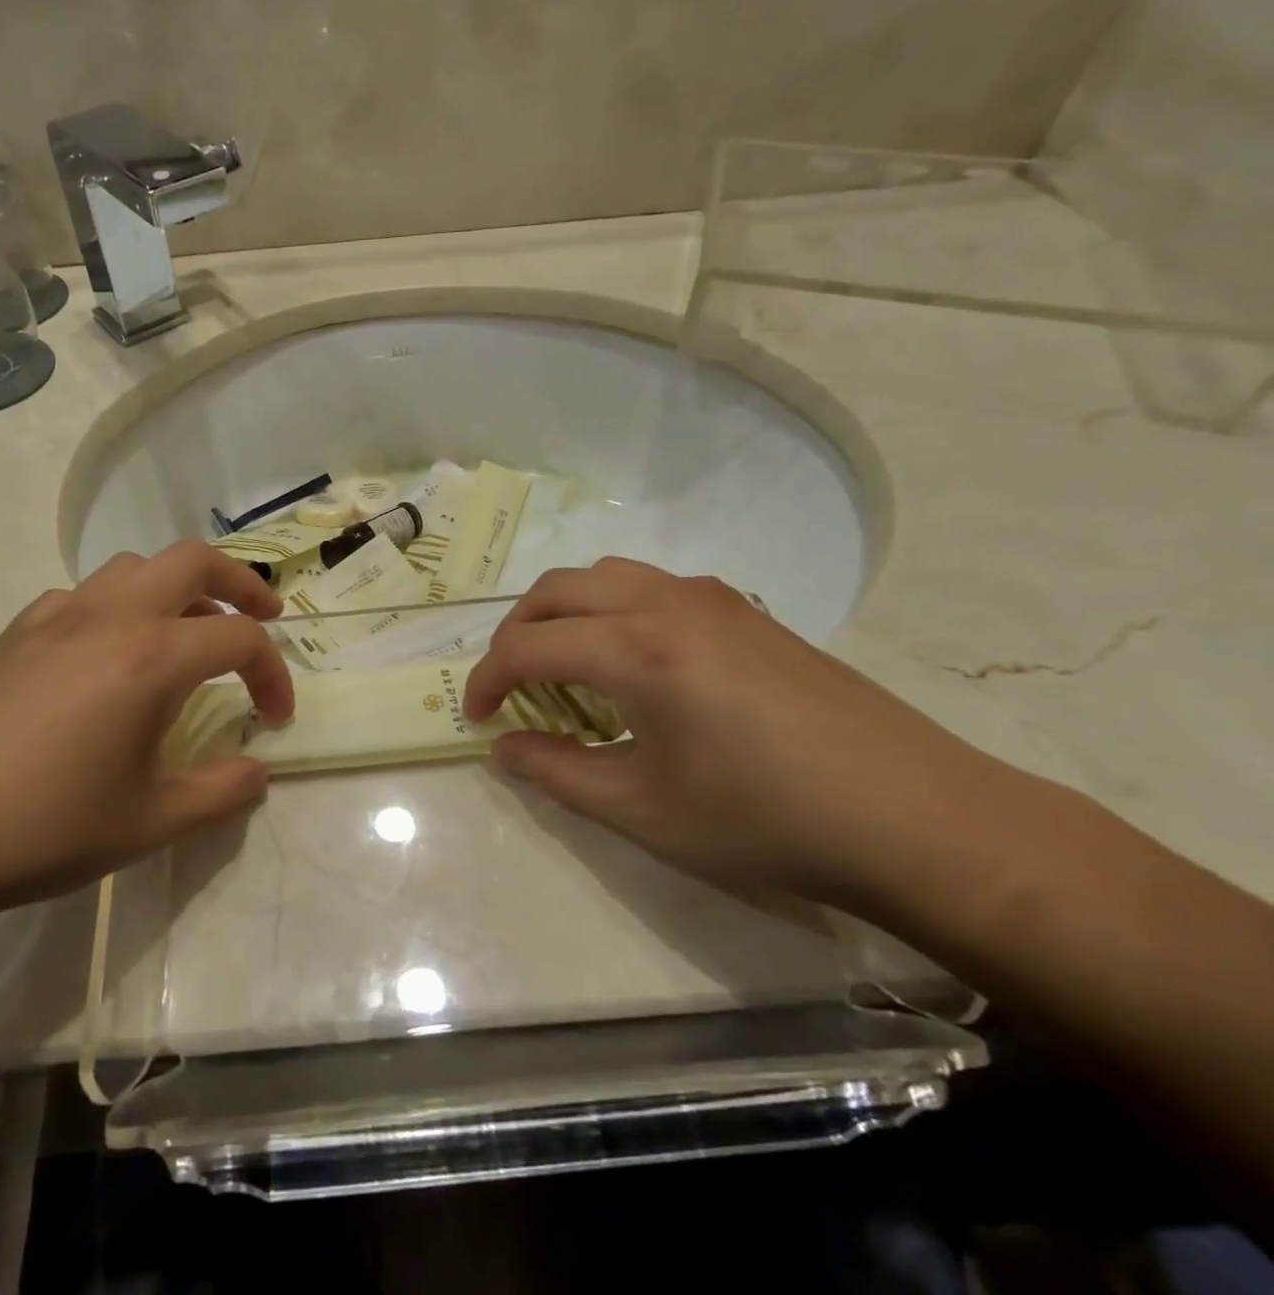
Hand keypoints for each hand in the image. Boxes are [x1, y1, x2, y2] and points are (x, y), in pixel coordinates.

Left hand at [0, 542, 293, 942]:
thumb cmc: (38, 829)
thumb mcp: (147, 825)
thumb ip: (220, 795)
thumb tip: (258, 774)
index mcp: (149, 657)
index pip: (238, 638)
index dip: (273, 673)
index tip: (276, 718)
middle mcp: (106, 617)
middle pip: (191, 560)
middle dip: (240, 581)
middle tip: (264, 615)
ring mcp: (51, 618)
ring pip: (132, 567)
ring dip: (176, 587)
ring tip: (186, 634)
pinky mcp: (11, 634)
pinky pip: (82, 596)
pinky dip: (118, 607)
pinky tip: (107, 659)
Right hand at [464, 559, 1037, 910]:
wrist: (920, 820)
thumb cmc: (768, 821)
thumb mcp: (644, 810)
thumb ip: (557, 773)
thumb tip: (504, 749)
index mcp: (636, 648)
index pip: (528, 645)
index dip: (487, 679)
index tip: (477, 718)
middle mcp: (666, 603)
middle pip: (558, 590)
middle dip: (516, 633)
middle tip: (508, 686)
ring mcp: (713, 599)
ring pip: (606, 576)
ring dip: (564, 613)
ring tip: (563, 666)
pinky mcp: (747, 611)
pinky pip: (652, 586)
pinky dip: (612, 610)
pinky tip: (632, 663)